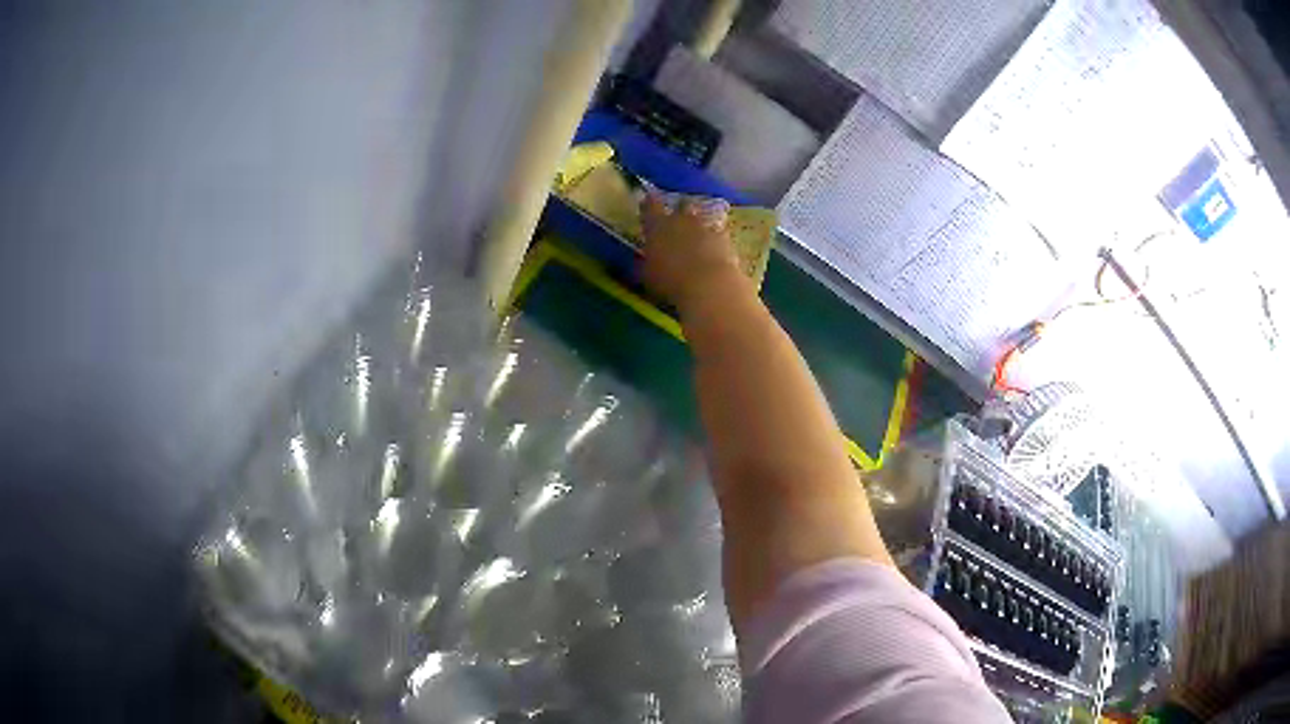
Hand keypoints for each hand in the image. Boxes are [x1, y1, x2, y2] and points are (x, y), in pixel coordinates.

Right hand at [639, 191, 742, 310]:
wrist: (708, 285)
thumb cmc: (669, 280)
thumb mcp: (647, 275)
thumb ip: (645, 263)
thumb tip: (642, 260)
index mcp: (657, 225)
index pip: (650, 205)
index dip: (649, 204)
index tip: (647, 202)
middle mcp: (681, 219)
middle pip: (681, 205)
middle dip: (679, 210)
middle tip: (676, 220)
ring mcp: (704, 227)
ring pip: (700, 219)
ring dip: (697, 227)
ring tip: (696, 239)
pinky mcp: (724, 238)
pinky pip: (717, 234)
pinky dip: (714, 241)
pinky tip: (714, 252)